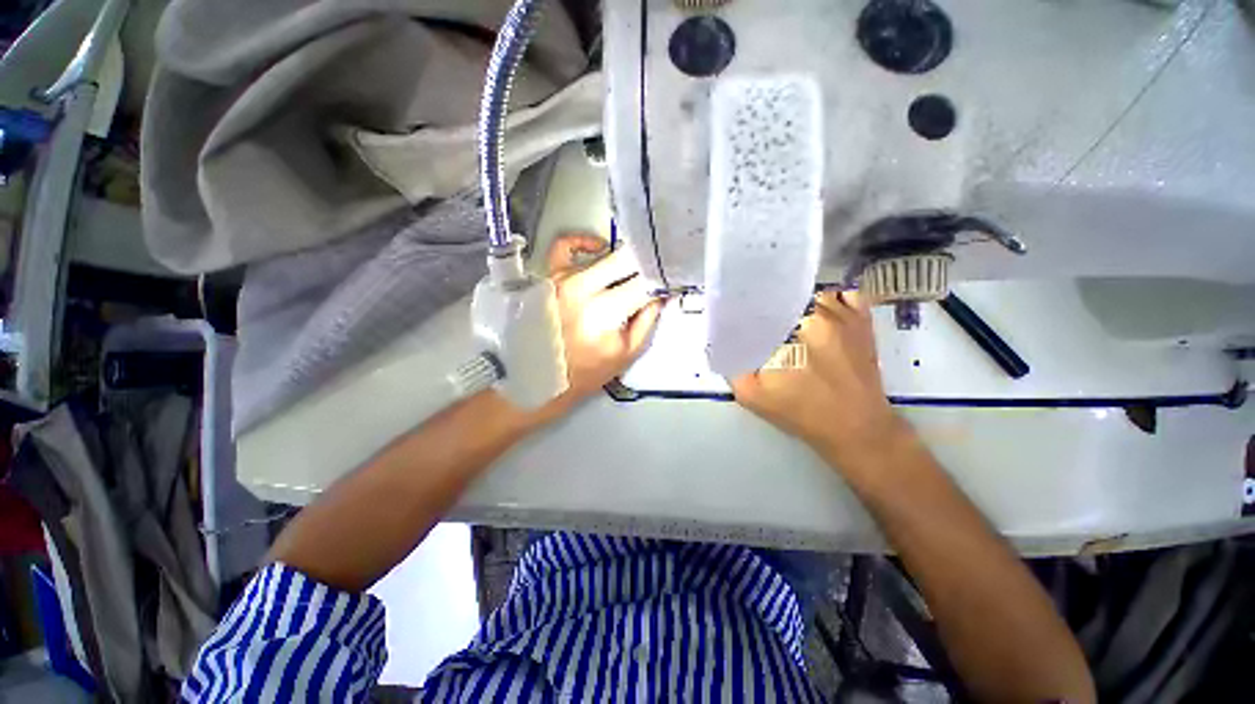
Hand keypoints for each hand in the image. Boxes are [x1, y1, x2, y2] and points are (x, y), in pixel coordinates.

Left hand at [527, 235, 662, 424]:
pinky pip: (564, 246)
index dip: (660, 279)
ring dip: (621, 262)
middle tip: (652, 272)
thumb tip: (660, 292)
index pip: (643, 282)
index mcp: (604, 311)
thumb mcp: (628, 352)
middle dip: (644, 265)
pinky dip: (583, 242)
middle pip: (624, 260)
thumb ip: (648, 320)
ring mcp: (562, 279)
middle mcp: (582, 288)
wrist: (545, 378)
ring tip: (629, 273)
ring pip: (602, 254)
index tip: (668, 279)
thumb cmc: (589, 371)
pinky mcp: (548, 277)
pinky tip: (597, 248)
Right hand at [731, 291, 906, 470]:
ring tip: (787, 320)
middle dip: (769, 307)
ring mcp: (844, 314)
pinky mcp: (862, 321)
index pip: (760, 304)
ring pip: (810, 293)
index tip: (738, 322)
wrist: (856, 428)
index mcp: (791, 328)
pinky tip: (818, 315)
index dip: (746, 311)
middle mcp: (818, 312)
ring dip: (796, 303)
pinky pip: (844, 295)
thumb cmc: (802, 412)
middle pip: (784, 296)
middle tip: (762, 324)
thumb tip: (720, 344)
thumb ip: (732, 367)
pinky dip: (829, 299)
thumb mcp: (753, 395)